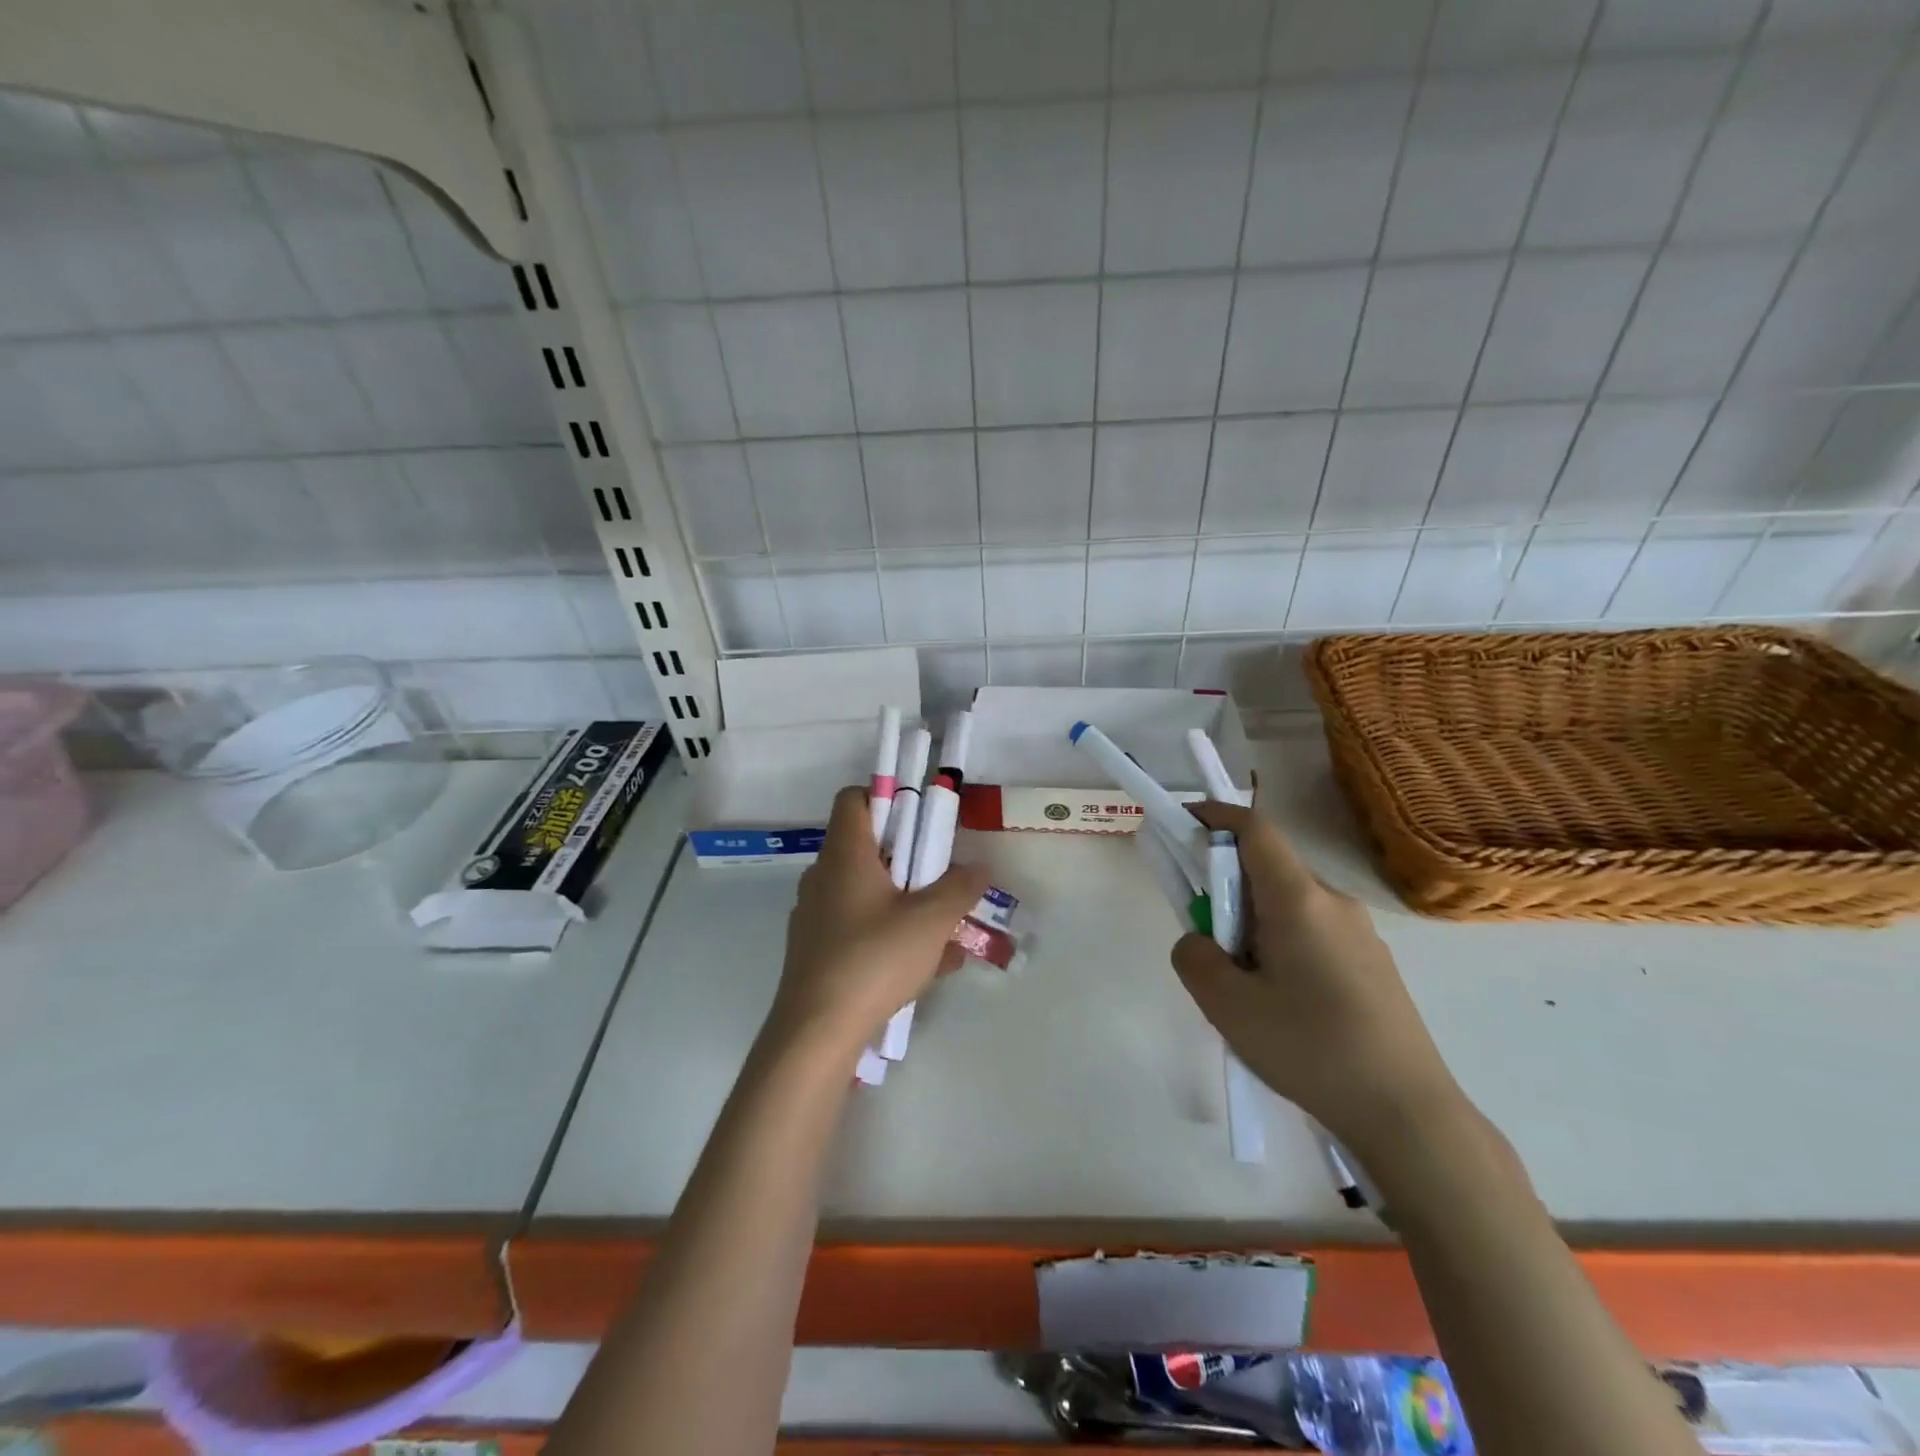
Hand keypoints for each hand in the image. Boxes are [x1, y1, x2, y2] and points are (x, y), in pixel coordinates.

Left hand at [768, 785, 990, 1061]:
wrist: (815, 1033)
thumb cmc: (873, 959)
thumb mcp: (930, 921)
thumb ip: (959, 888)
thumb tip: (979, 866)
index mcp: (844, 855)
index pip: (854, 799)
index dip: (886, 797)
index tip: (921, 820)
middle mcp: (823, 876)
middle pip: (866, 847)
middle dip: (909, 859)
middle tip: (942, 877)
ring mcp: (816, 915)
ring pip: (867, 892)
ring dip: (906, 901)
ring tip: (946, 931)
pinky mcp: (816, 950)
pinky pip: (859, 927)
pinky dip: (890, 933)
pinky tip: (927, 967)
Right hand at [1170, 800, 1462, 1153]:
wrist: (1409, 1115)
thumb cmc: (1311, 1049)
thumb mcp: (1228, 1006)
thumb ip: (1194, 957)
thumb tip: (1199, 940)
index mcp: (1299, 899)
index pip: (1255, 830)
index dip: (1216, 816)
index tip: (1183, 822)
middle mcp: (1334, 903)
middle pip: (1270, 869)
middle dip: (1227, 885)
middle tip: (1204, 935)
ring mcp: (1361, 934)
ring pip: (1290, 905)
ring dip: (1253, 921)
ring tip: (1243, 985)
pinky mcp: (1374, 964)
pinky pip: (1313, 932)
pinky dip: (1281, 943)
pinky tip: (1282, 1004)